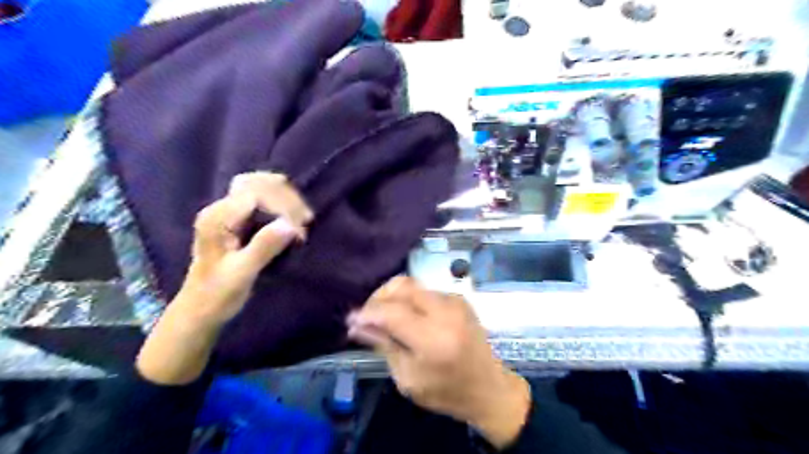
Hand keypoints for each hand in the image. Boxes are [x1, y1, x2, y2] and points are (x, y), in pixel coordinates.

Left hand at [136, 173, 312, 384]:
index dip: (283, 206)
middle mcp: (220, 210)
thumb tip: (291, 225)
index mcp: (217, 219)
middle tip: (306, 218)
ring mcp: (227, 214)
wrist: (200, 310)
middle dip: (285, 196)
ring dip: (284, 198)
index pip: (255, 194)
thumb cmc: (218, 295)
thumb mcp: (242, 274)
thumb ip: (264, 247)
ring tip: (302, 217)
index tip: (300, 229)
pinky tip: (291, 217)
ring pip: (259, 188)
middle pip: (256, 183)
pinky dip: (279, 204)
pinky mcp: (236, 222)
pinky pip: (260, 200)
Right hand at [345, 276, 530, 445]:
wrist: (489, 388)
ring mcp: (455, 301)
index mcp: (433, 339)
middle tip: (368, 315)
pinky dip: (409, 298)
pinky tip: (406, 316)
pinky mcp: (459, 298)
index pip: (392, 312)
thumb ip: (383, 345)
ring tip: (385, 317)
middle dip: (379, 296)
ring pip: (413, 284)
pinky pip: (425, 290)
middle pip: (402, 285)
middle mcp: (446, 312)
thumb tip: (356, 325)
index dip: (367, 312)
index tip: (351, 320)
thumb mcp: (408, 378)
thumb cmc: (446, 392)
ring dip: (393, 296)